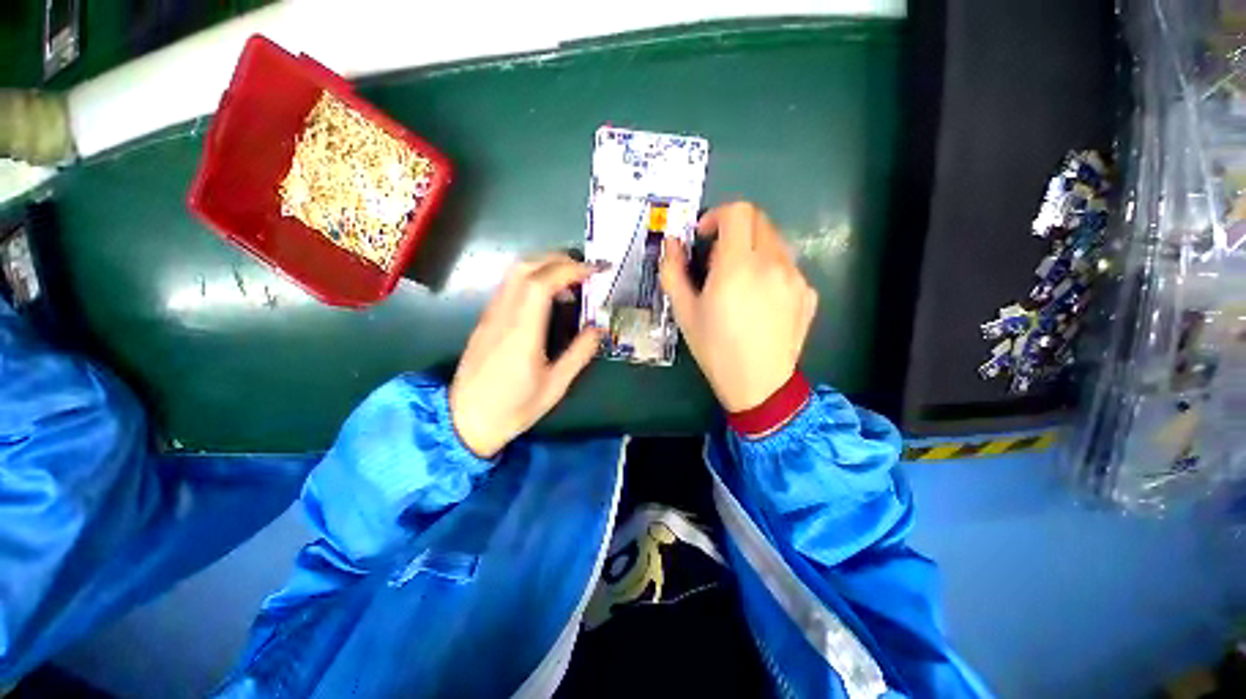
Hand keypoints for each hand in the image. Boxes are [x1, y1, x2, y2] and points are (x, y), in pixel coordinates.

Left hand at [450, 254, 603, 457]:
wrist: (464, 421)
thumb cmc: (513, 408)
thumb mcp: (555, 387)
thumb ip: (579, 354)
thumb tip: (598, 329)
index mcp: (522, 333)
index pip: (541, 283)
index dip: (569, 270)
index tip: (594, 272)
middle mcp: (503, 316)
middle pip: (524, 268)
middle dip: (558, 260)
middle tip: (584, 270)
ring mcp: (491, 316)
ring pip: (514, 273)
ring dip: (544, 266)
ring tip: (571, 279)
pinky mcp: (486, 320)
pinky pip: (509, 286)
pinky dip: (532, 278)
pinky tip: (548, 296)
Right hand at [660, 202, 817, 411]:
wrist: (758, 384)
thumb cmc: (715, 348)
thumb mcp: (684, 311)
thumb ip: (673, 271)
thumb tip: (671, 243)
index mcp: (738, 266)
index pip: (737, 212)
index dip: (717, 215)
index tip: (705, 236)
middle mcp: (773, 263)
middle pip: (758, 221)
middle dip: (734, 231)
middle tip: (718, 261)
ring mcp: (796, 277)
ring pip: (774, 243)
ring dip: (753, 250)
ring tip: (739, 283)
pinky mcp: (808, 293)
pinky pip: (787, 267)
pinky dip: (770, 270)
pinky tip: (760, 301)